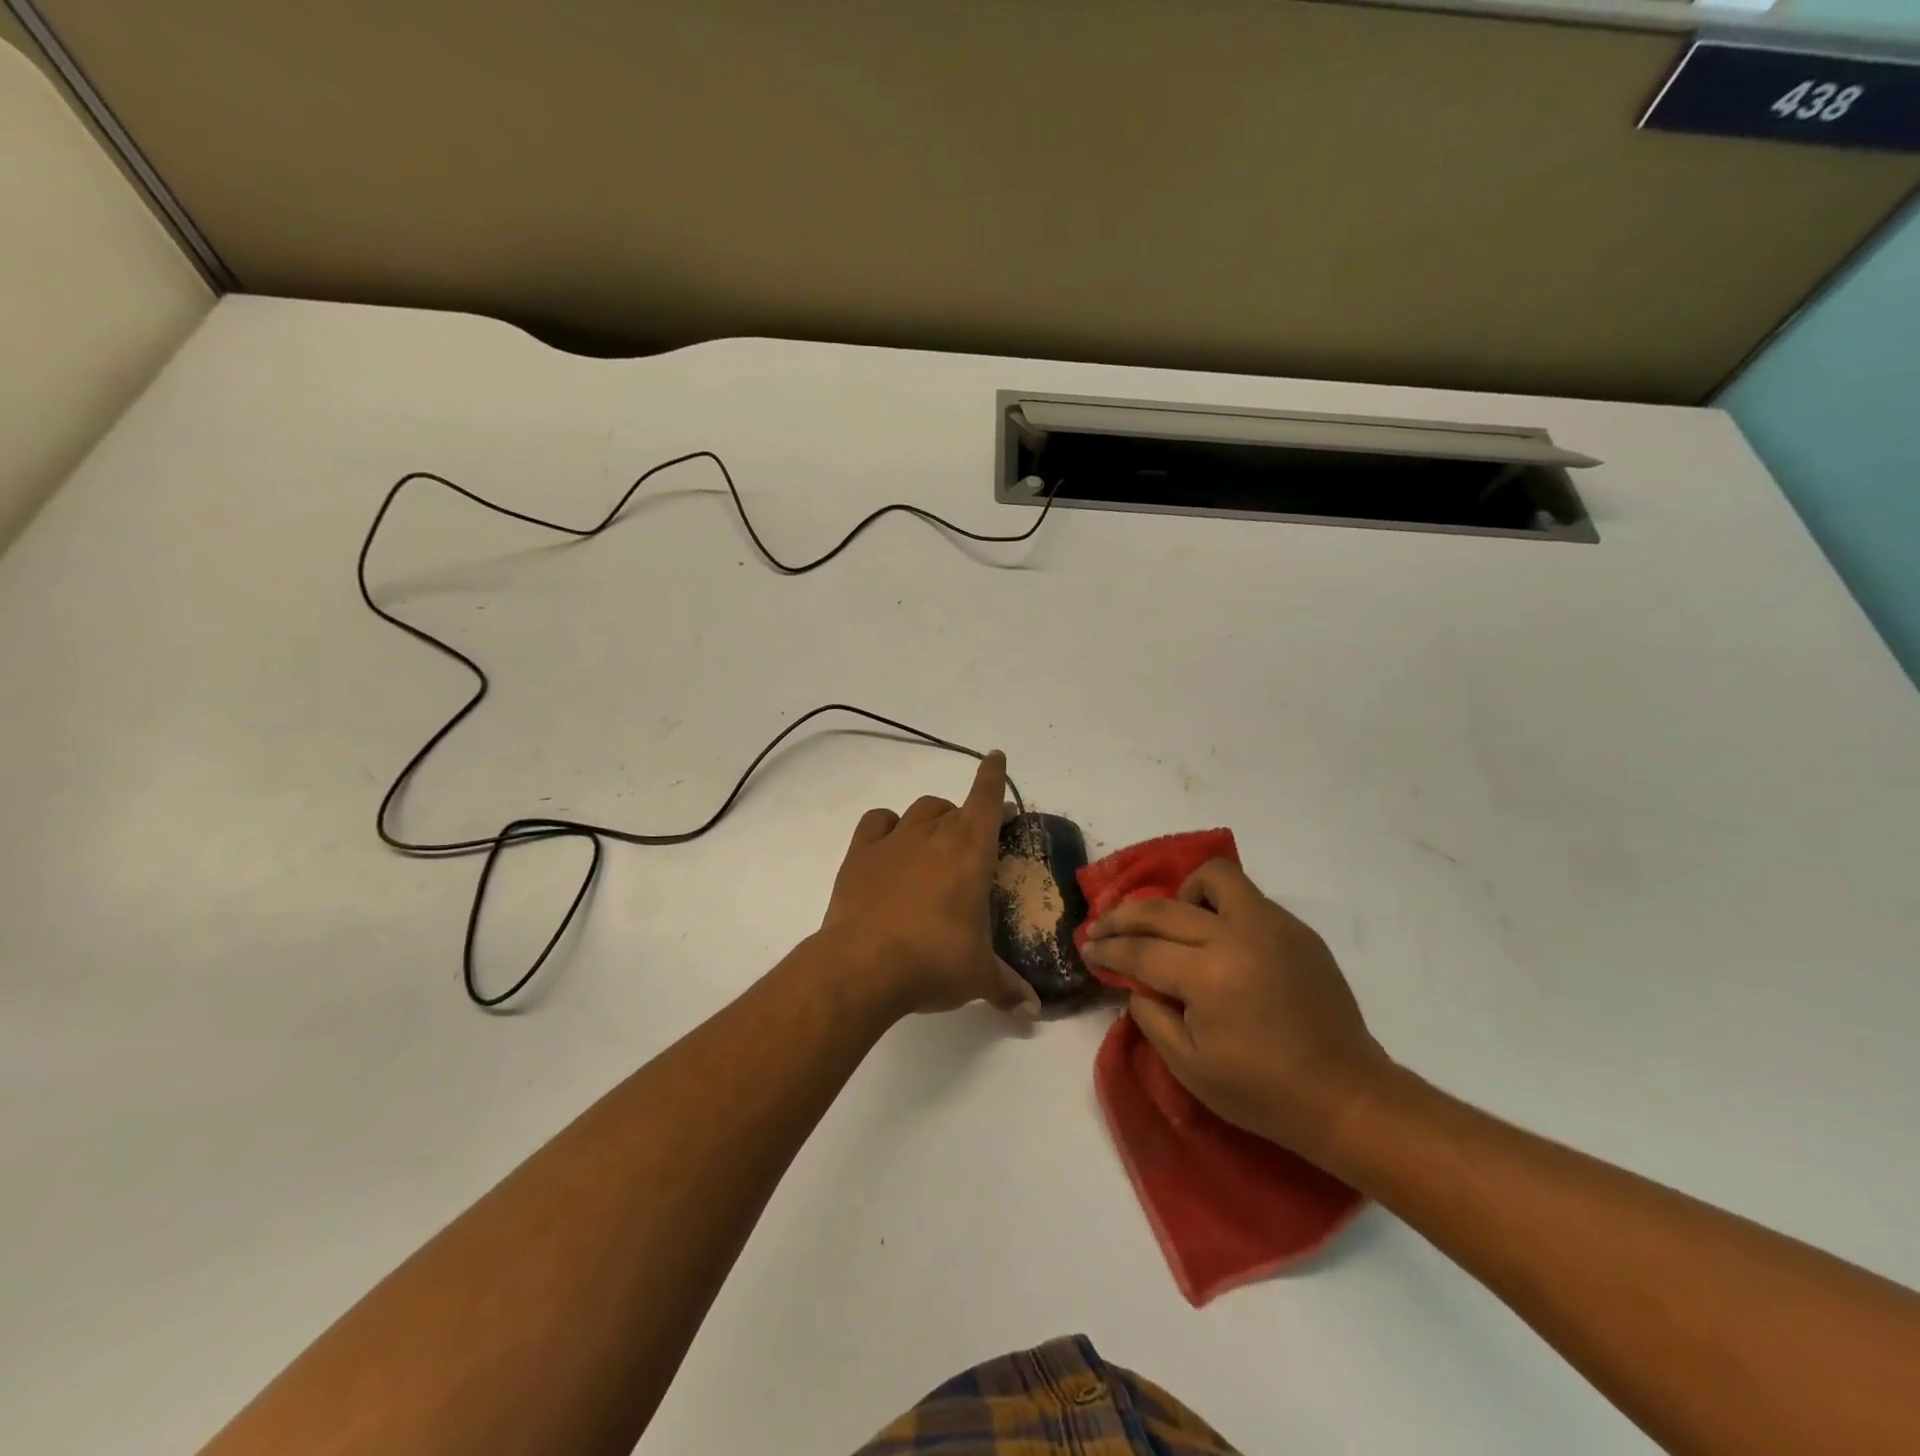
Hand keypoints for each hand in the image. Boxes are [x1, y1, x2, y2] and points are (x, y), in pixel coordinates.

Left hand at [818, 751, 1040, 1021]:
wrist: (862, 966)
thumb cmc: (933, 962)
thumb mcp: (977, 977)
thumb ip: (1007, 988)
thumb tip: (1032, 1011)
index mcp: (970, 851)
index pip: (986, 799)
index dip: (993, 775)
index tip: (996, 757)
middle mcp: (933, 835)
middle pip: (954, 808)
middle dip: (969, 816)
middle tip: (975, 840)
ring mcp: (892, 841)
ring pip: (919, 810)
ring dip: (932, 818)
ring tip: (934, 840)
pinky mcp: (859, 855)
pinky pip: (876, 822)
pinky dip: (887, 825)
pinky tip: (889, 843)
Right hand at [1081, 859, 1391, 1158]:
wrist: (1345, 1096)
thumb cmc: (1262, 1092)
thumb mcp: (1189, 1067)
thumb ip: (1151, 1016)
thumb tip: (1135, 983)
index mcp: (1208, 977)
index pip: (1140, 951)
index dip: (1107, 949)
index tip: (1086, 947)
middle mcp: (1236, 937)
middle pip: (1163, 910)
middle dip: (1122, 917)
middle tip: (1102, 927)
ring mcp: (1271, 926)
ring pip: (1214, 878)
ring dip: (1181, 895)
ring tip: (1172, 923)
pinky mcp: (1296, 929)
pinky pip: (1246, 898)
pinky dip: (1219, 908)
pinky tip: (1215, 938)